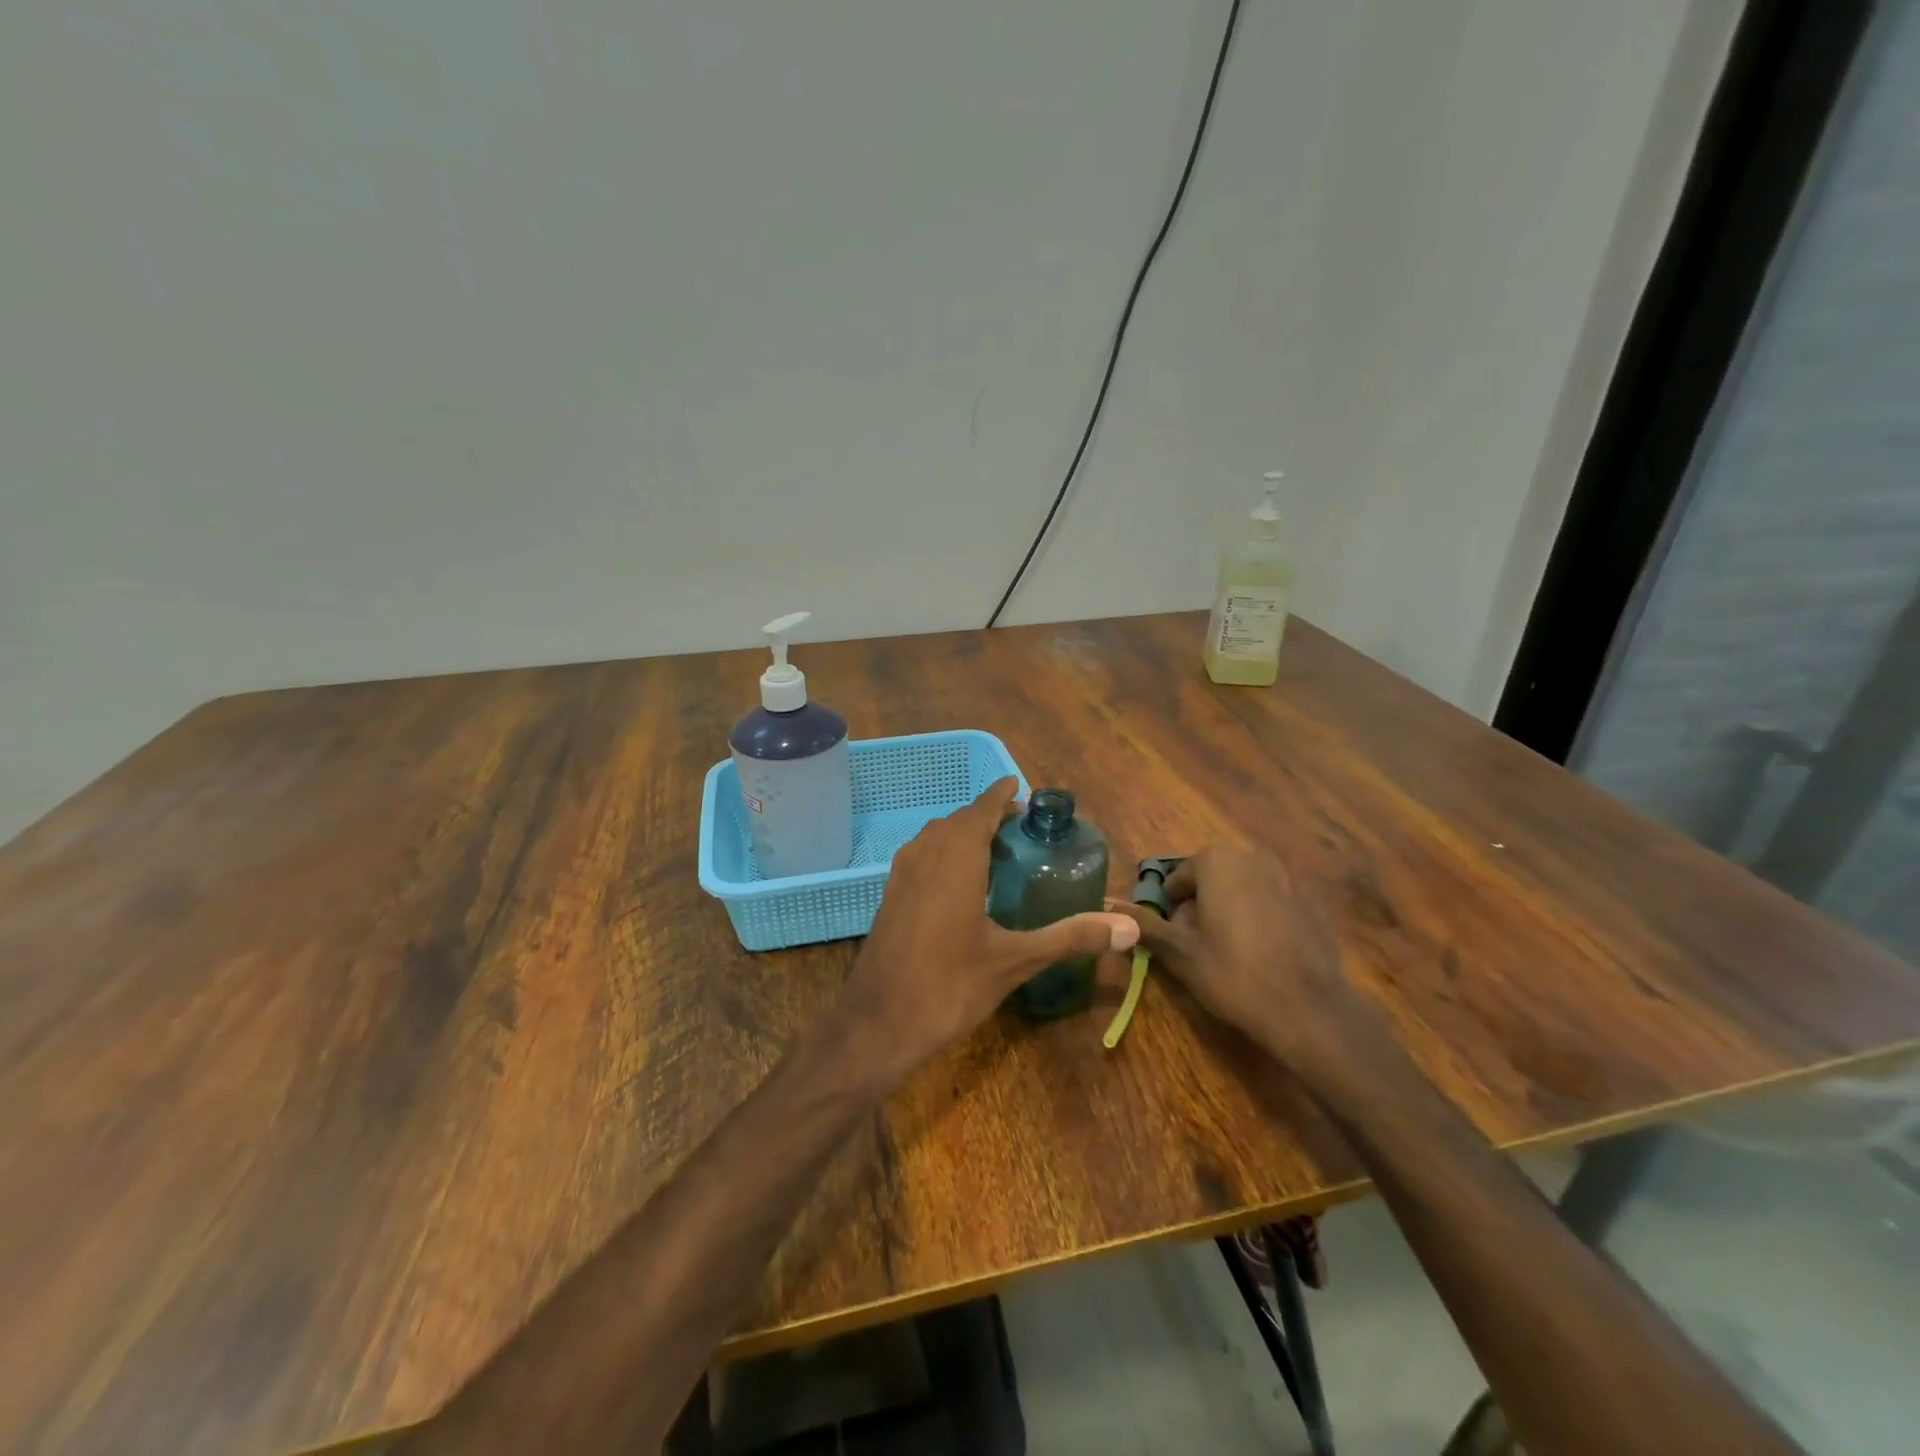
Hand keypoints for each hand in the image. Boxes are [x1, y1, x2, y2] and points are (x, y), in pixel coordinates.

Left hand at [834, 779, 1138, 1076]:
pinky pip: (920, 855)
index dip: (1001, 794)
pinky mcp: (889, 896)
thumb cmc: (949, 986)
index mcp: (956, 859)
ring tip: (994, 851)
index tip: (1020, 786)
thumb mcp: (1015, 961)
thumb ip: (1070, 937)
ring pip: (935, 836)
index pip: (981, 809)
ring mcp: (901, 875)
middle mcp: (925, 855)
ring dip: (962, 833)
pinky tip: (959, 884)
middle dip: (987, 815)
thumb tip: (1128, 929)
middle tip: (1019, 827)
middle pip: (958, 819)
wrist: (877, 1024)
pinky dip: (943, 852)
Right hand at [1124, 845, 1372, 1074]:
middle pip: (1210, 880)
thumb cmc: (1233, 974)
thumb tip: (1106, 906)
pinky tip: (1261, 956)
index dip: (1170, 909)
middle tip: (1197, 948)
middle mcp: (1252, 857)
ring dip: (1227, 912)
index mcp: (1217, 861)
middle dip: (1199, 908)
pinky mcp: (1308, 903)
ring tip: (1227, 953)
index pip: (1178, 878)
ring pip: (1240, 890)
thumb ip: (1144, 924)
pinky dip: (1258, 921)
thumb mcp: (1179, 952)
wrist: (1309, 1008)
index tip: (1173, 940)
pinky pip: (1269, 904)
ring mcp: (1286, 878)